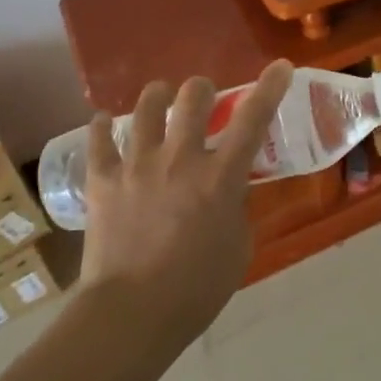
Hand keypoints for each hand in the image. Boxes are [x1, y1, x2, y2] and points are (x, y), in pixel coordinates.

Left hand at [77, 61, 292, 345]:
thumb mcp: (238, 246)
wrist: (132, 315)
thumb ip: (236, 207)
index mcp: (220, 177)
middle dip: (202, 89)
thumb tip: (228, 189)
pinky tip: (105, 123)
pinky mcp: (102, 180)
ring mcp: (137, 165)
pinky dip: (103, 127)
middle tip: (202, 99)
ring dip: (157, 97)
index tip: (280, 66)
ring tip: (159, 99)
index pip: (253, 119)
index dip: (270, 87)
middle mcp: (180, 158)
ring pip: (146, 107)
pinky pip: (99, 139)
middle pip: (192, 96)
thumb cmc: (197, 289)